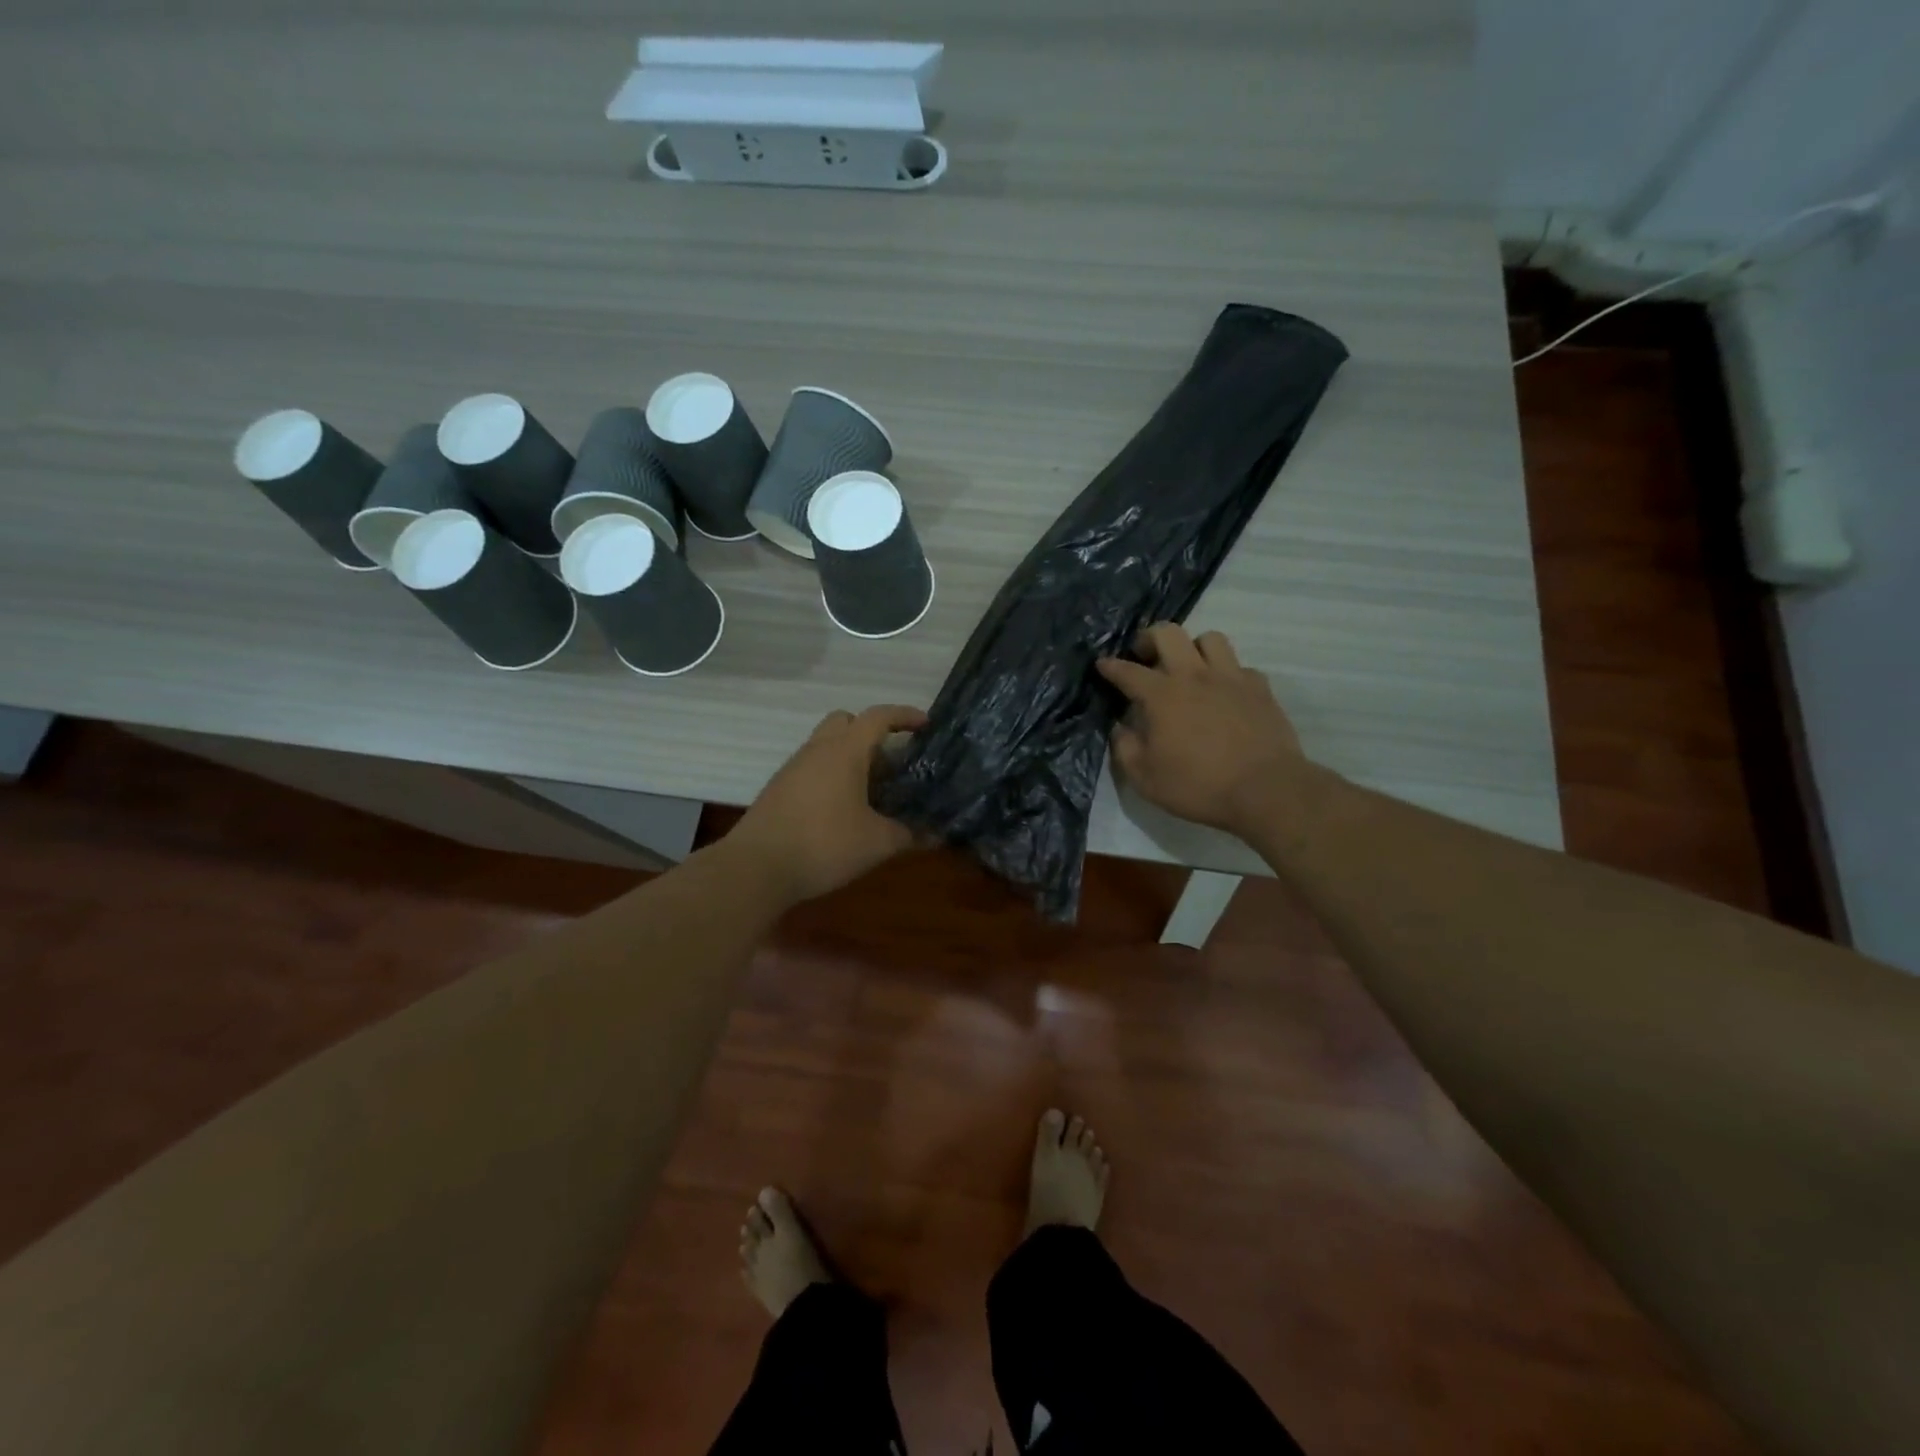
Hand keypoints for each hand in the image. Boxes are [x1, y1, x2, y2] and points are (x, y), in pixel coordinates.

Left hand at [730, 704, 927, 903]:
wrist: (756, 868)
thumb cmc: (824, 845)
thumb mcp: (877, 842)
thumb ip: (909, 834)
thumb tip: (936, 834)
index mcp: (845, 751)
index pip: (878, 717)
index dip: (904, 716)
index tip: (925, 725)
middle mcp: (817, 750)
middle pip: (846, 722)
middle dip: (871, 733)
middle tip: (892, 761)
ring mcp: (793, 768)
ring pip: (826, 745)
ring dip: (851, 757)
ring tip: (873, 791)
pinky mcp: (779, 789)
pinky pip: (812, 768)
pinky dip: (832, 776)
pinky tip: (843, 809)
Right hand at [1096, 624, 1309, 835]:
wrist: (1265, 790)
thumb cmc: (1198, 786)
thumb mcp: (1145, 778)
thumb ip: (1125, 748)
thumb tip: (1121, 728)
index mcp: (1161, 696)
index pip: (1128, 671)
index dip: (1111, 666)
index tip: (1103, 664)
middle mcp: (1194, 676)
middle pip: (1168, 633)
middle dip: (1149, 638)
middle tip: (1145, 655)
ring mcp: (1231, 678)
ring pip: (1210, 638)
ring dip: (1193, 647)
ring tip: (1189, 667)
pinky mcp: (1260, 688)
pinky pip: (1240, 667)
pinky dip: (1228, 674)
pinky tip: (1224, 692)